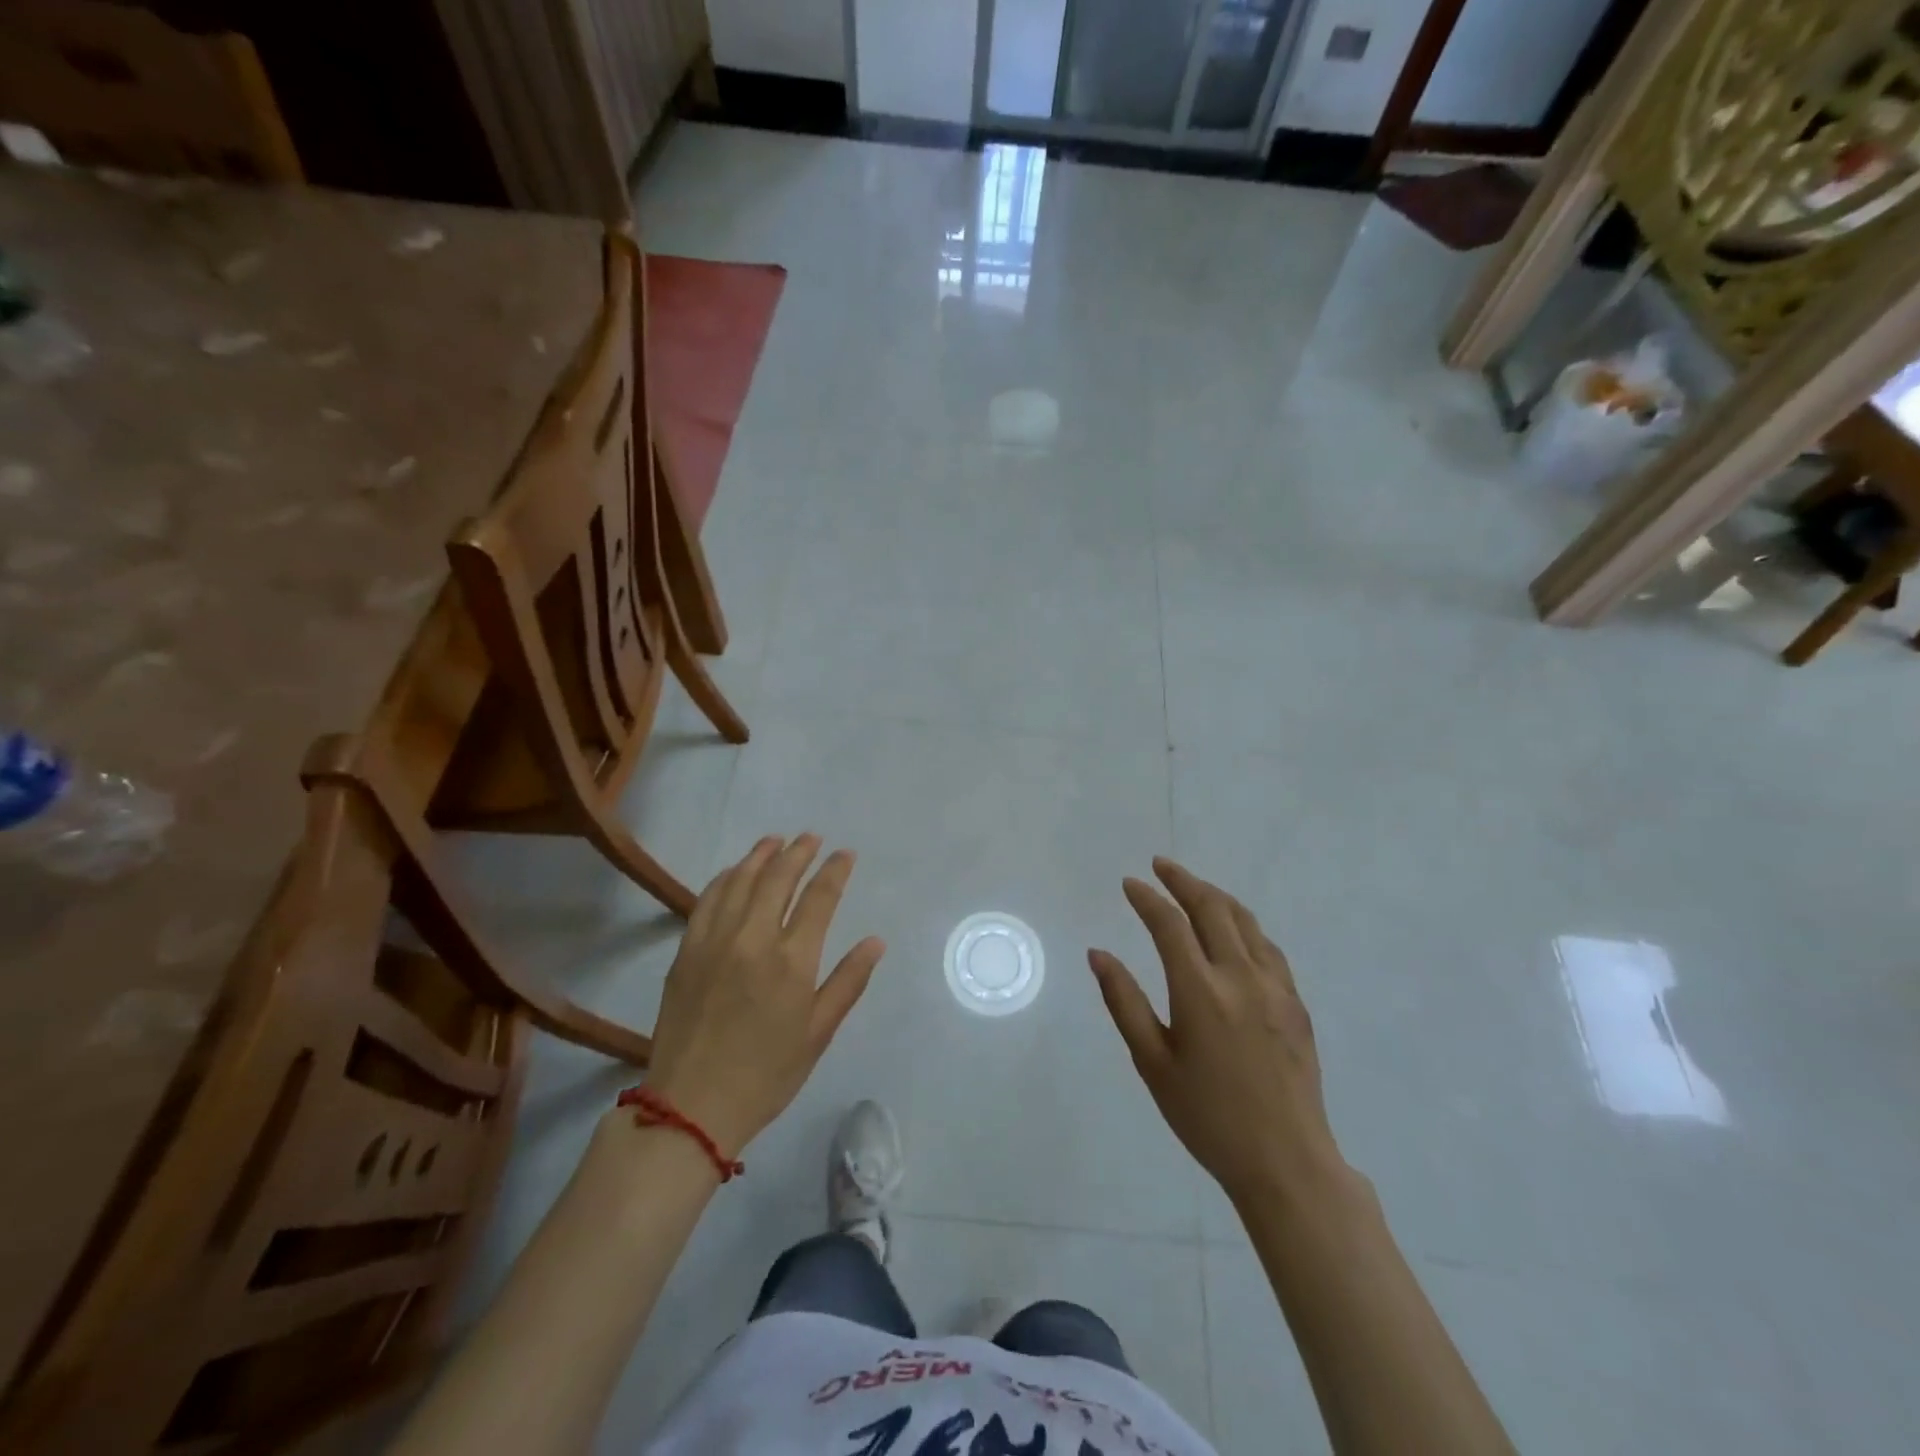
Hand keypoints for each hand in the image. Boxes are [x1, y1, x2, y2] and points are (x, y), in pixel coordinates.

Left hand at [643, 835, 885, 1158]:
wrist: (690, 1106)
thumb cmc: (766, 1075)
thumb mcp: (818, 1033)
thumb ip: (848, 982)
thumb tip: (875, 941)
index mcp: (792, 961)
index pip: (819, 898)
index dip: (835, 871)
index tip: (846, 854)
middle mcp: (753, 939)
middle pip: (778, 878)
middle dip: (799, 852)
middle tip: (812, 838)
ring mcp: (715, 941)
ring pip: (740, 881)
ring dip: (761, 856)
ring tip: (776, 841)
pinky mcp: (687, 951)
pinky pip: (708, 899)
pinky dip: (725, 878)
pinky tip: (735, 872)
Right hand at [1089, 857, 1347, 1207]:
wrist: (1286, 1162)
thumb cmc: (1207, 1117)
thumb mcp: (1152, 1063)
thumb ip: (1124, 1002)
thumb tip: (1098, 954)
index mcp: (1200, 992)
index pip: (1170, 925)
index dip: (1148, 898)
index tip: (1130, 883)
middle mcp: (1240, 978)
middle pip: (1212, 909)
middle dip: (1183, 881)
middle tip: (1160, 866)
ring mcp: (1275, 988)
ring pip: (1245, 921)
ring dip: (1215, 897)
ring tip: (1193, 887)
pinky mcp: (1296, 1002)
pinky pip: (1267, 946)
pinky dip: (1243, 925)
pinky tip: (1233, 930)